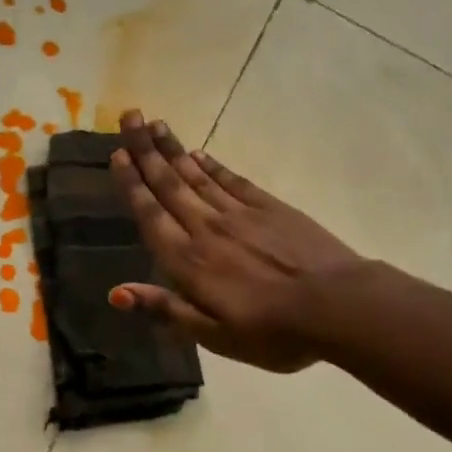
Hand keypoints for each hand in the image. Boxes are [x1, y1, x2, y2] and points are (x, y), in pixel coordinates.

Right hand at [107, 111, 366, 371]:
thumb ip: (165, 309)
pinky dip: (213, 166)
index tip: (117, 154)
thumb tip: (115, 292)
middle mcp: (207, 228)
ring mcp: (240, 214)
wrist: (336, 306)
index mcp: (188, 261)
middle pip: (169, 183)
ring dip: (173, 150)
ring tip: (155, 124)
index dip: (132, 184)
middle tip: (128, 115)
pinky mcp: (270, 208)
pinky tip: (200, 154)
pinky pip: (232, 181)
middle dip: (146, 150)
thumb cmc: (271, 332)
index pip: (151, 214)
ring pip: (197, 175)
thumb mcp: (213, 335)